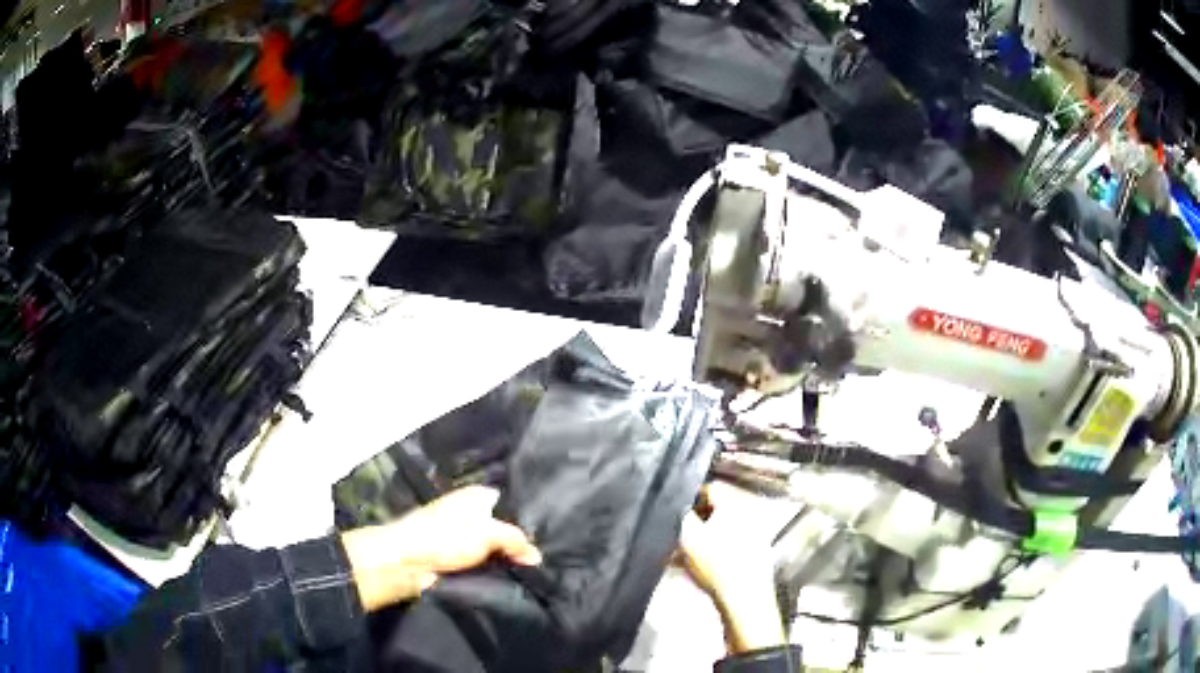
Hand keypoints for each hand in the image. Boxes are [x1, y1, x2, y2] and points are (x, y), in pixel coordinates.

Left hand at [341, 485, 541, 611]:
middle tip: (536, 560)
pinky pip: (478, 561)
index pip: (509, 504)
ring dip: (501, 559)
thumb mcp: (489, 534)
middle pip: (500, 527)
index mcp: (476, 495)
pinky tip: (503, 578)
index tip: (542, 540)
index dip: (524, 520)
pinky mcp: (451, 555)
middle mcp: (467, 510)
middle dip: (515, 543)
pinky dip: (488, 569)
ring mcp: (458, 534)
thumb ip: (516, 540)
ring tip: (524, 571)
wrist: (405, 561)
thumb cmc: (445, 538)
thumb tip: (537, 556)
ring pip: (489, 547)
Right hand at [678, 483, 785, 653]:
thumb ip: (679, 514)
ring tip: (677, 556)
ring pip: (718, 530)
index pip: (709, 487)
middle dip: (691, 522)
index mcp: (735, 503)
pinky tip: (693, 568)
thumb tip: (675, 502)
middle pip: (713, 510)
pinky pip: (726, 546)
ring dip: (698, 540)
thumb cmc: (716, 564)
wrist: (744, 599)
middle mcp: (748, 514)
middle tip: (673, 536)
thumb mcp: (687, 536)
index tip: (671, 512)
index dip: (687, 496)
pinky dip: (710, 552)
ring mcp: (754, 536)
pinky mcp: (753, 556)